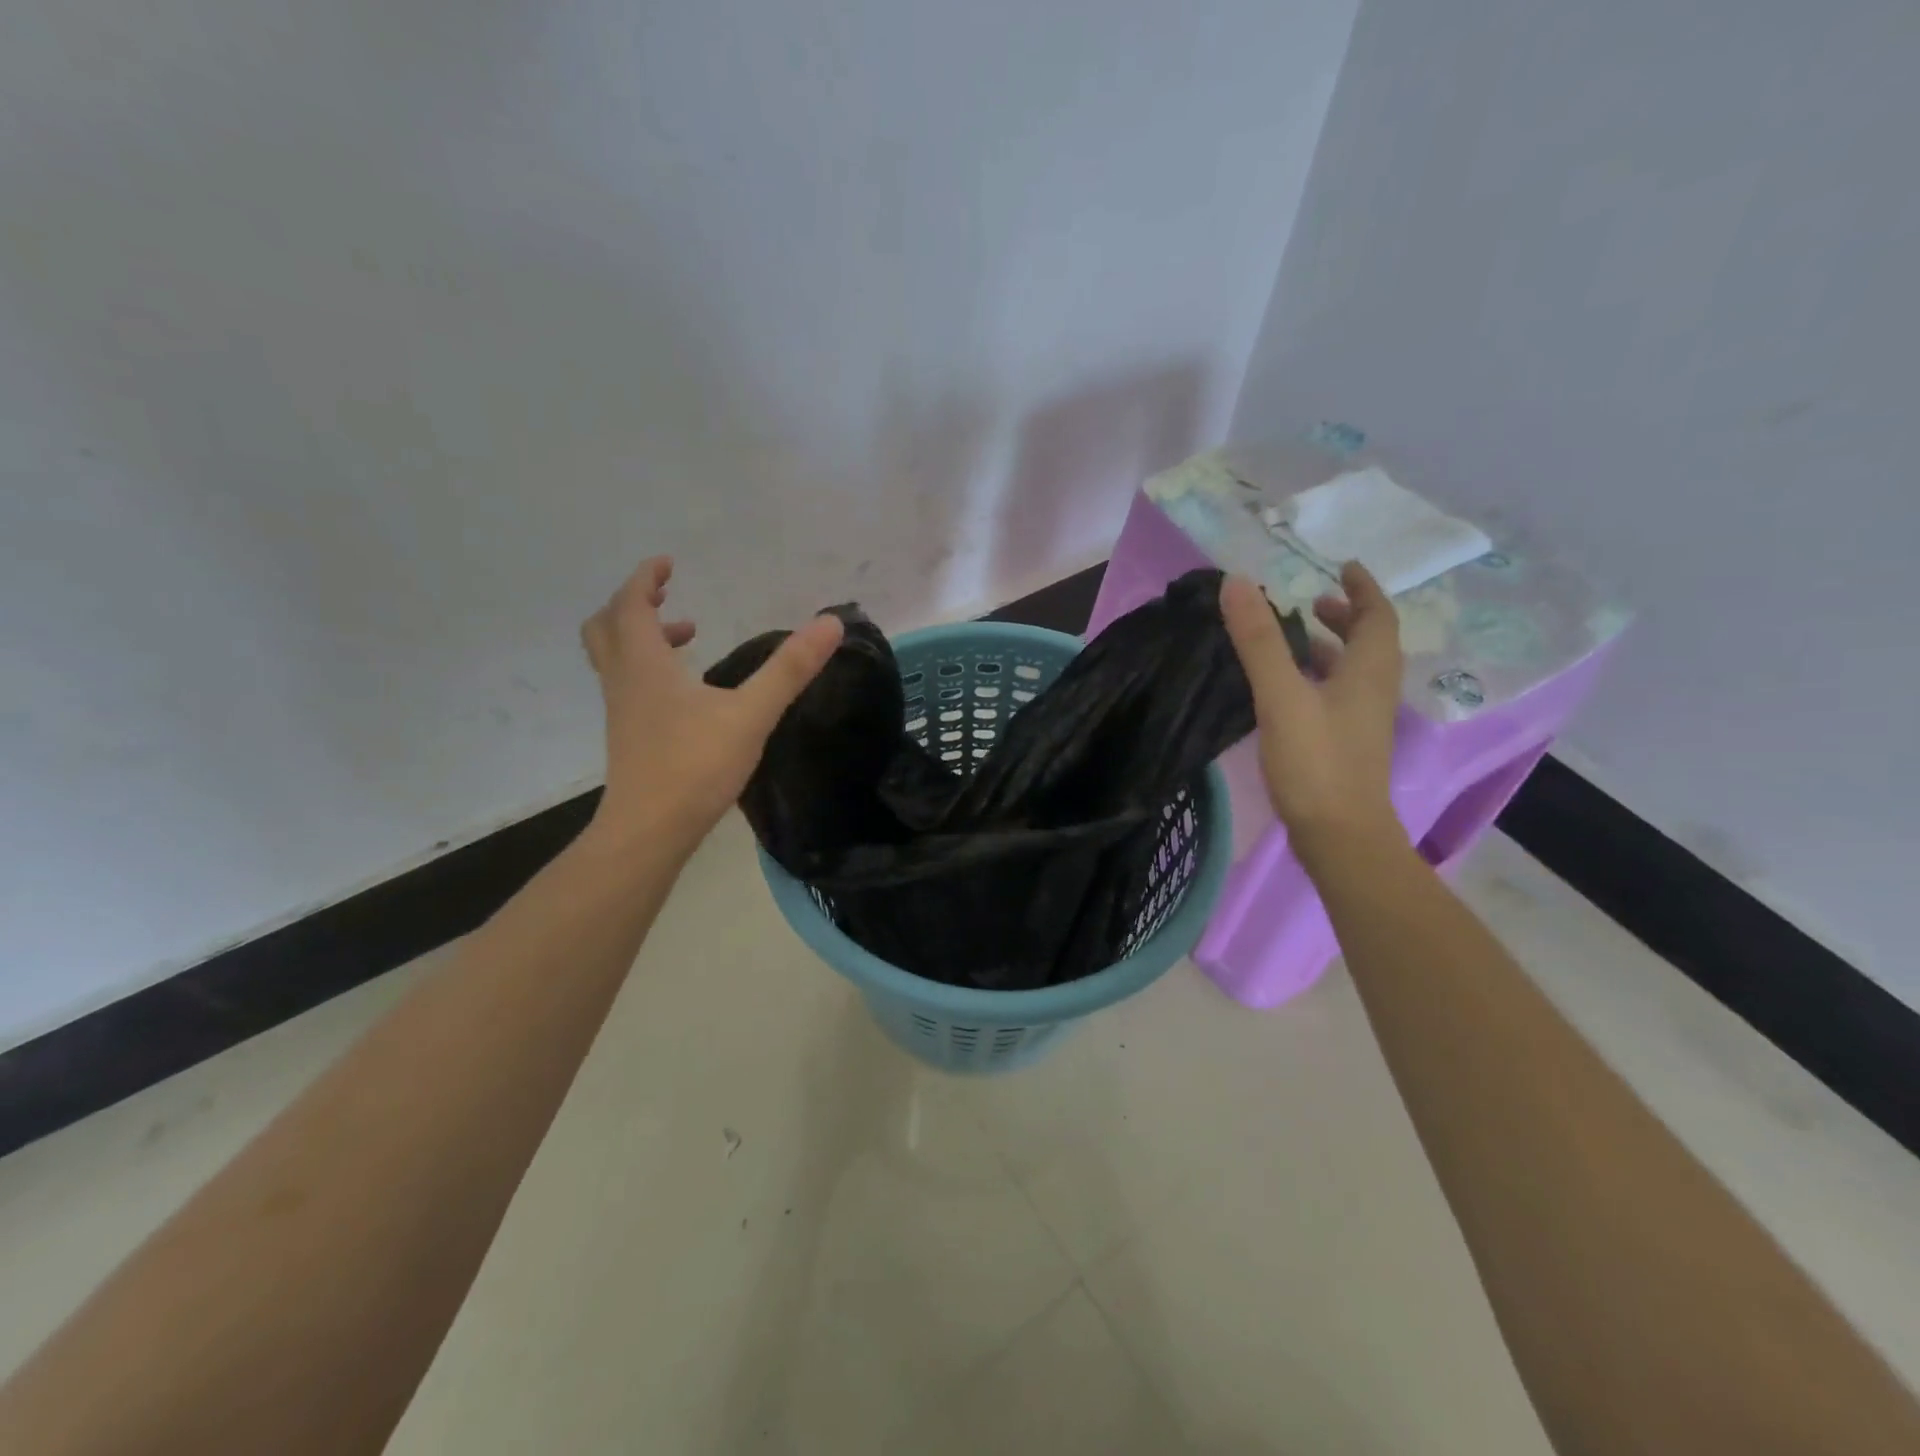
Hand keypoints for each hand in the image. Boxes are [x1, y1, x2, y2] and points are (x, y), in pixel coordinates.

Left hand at [580, 557, 843, 848]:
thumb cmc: (696, 765)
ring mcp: (622, 712)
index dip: (644, 578)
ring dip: (642, 638)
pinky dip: (649, 669)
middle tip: (666, 598)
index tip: (666, 563)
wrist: (649, 830)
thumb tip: (829, 623)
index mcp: (644, 664)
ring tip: (687, 639)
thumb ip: (790, 669)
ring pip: (615, 658)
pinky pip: (628, 685)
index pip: (630, 605)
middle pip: (606, 627)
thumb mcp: (751, 714)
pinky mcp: (629, 737)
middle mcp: (624, 681)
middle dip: (633, 605)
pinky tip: (688, 693)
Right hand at [1220, 562, 1404, 858]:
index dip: (1363, 588)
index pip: (1378, 615)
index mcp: (1369, 671)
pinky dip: (1318, 678)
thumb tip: (1236, 583)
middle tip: (1313, 603)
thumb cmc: (1316, 762)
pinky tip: (1286, 690)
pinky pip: (1338, 695)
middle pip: (1369, 642)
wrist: (1339, 836)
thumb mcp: (1281, 696)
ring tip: (1293, 641)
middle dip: (1345, 617)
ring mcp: (1362, 721)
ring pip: (1352, 671)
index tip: (1343, 567)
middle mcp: (1374, 691)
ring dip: (1330, 648)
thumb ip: (1259, 641)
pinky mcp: (1346, 745)